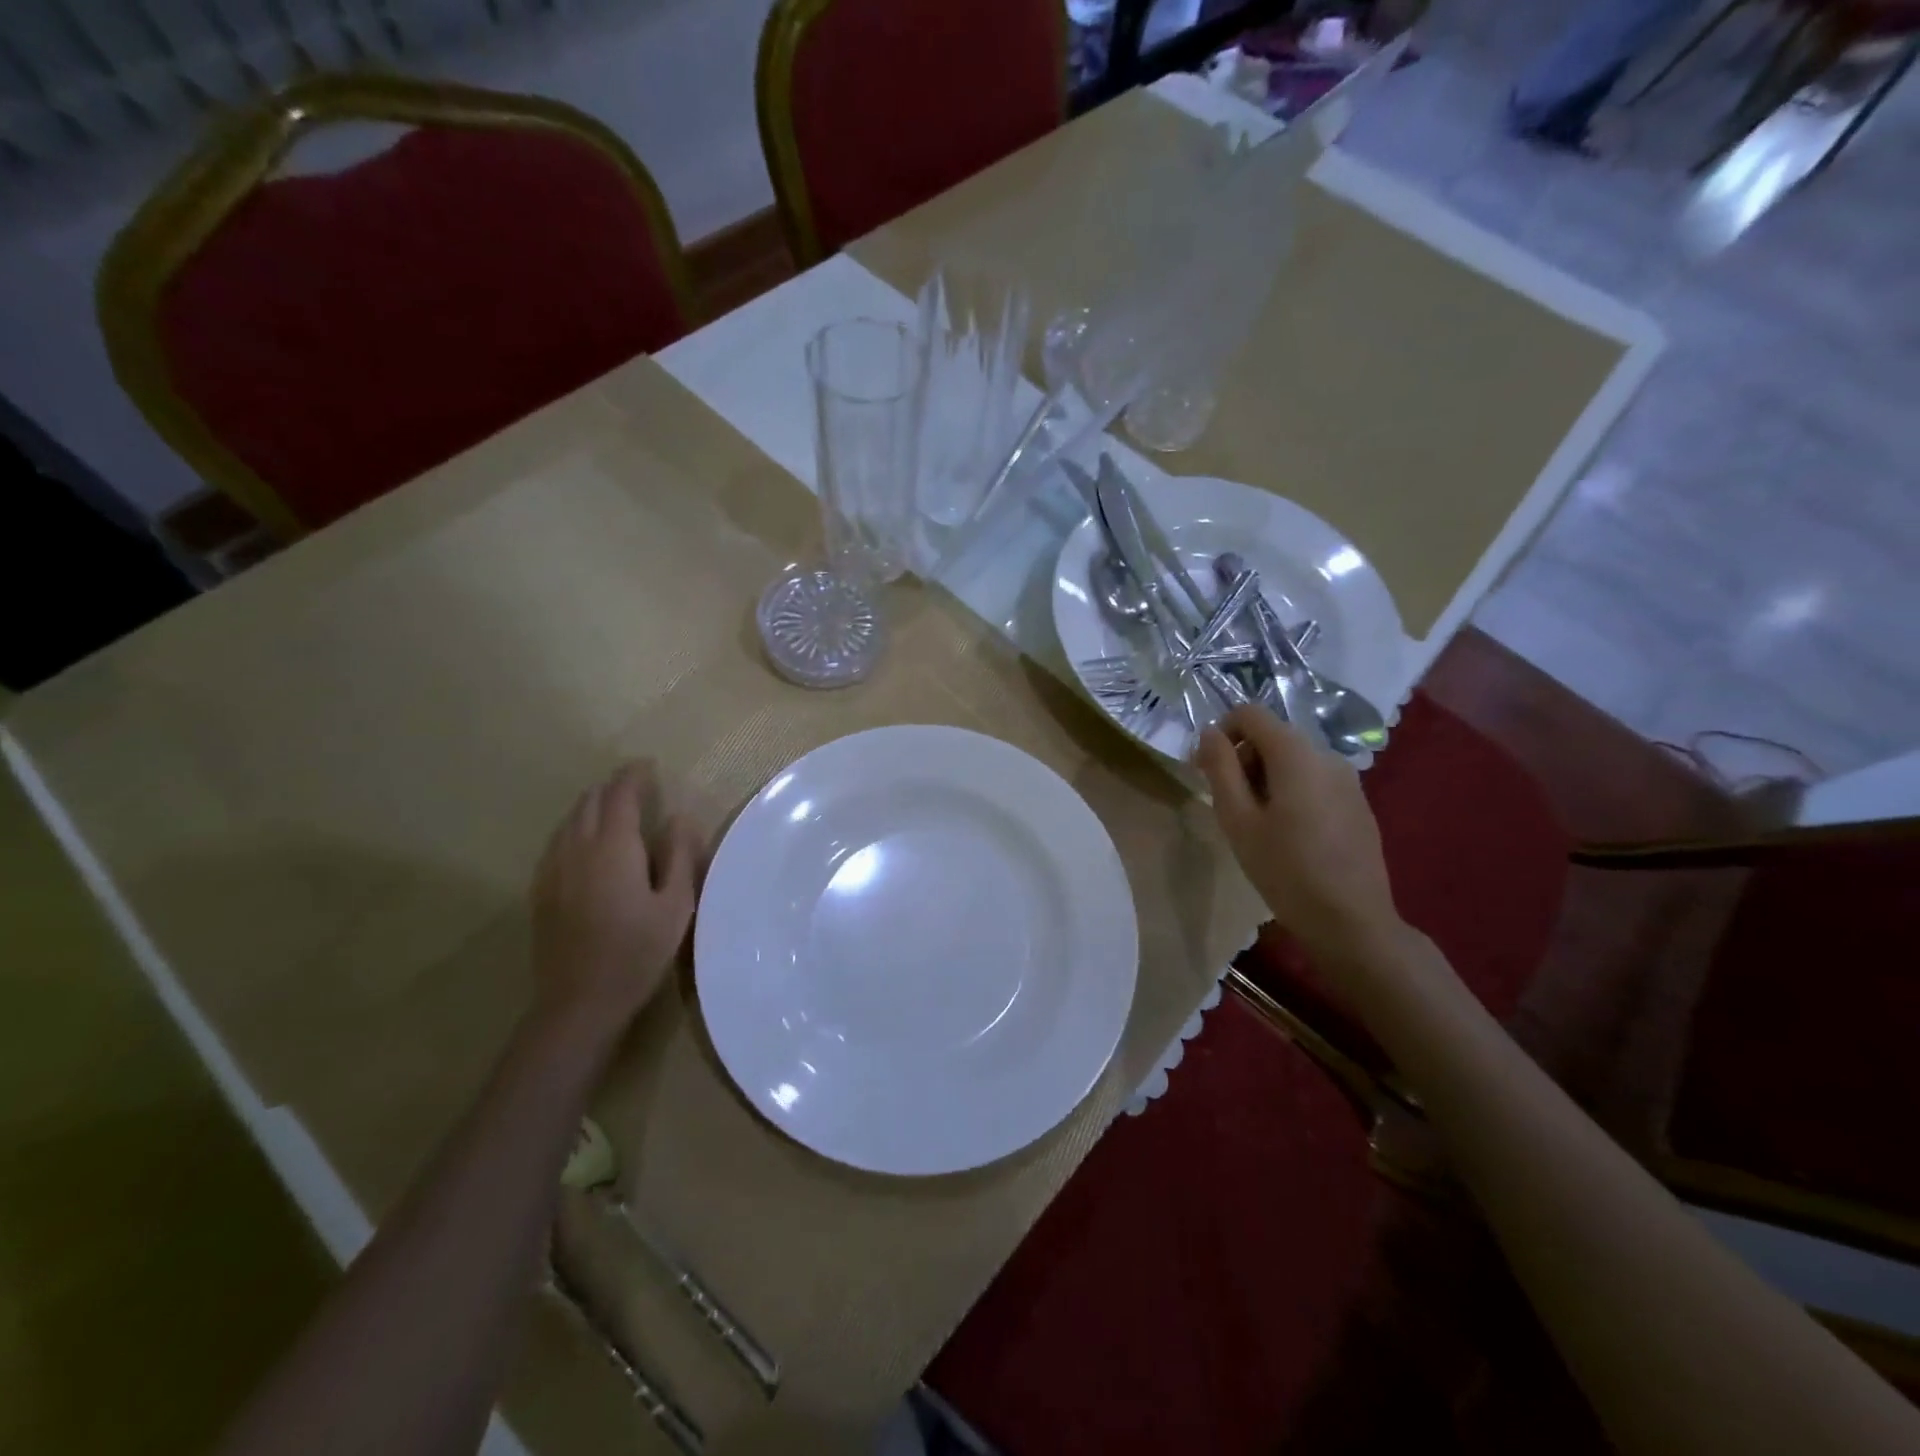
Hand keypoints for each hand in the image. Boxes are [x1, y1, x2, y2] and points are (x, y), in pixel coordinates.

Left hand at [532, 761, 700, 1026]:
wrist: (579, 1001)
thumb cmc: (638, 951)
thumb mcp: (676, 904)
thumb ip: (679, 855)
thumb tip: (680, 817)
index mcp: (612, 847)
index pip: (620, 795)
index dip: (634, 775)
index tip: (649, 765)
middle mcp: (576, 848)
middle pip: (589, 802)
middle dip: (613, 788)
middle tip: (637, 787)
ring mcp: (553, 869)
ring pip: (569, 820)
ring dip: (592, 806)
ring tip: (615, 809)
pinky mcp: (541, 890)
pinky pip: (557, 841)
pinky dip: (576, 828)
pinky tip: (588, 845)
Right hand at [1195, 705, 1401, 964]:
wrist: (1352, 920)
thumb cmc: (1285, 869)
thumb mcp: (1238, 819)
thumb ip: (1220, 768)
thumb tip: (1209, 733)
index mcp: (1296, 753)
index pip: (1250, 713)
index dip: (1221, 733)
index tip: (1207, 771)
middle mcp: (1326, 754)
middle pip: (1272, 735)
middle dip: (1242, 759)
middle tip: (1227, 804)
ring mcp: (1348, 778)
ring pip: (1293, 759)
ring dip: (1264, 777)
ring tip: (1256, 823)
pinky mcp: (1357, 802)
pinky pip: (1313, 779)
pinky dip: (1290, 791)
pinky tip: (1287, 834)